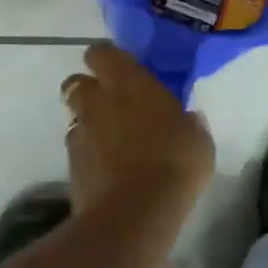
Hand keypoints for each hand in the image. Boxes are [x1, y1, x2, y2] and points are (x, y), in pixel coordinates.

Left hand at [60, 43, 214, 216]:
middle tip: (114, 104)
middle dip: (90, 89)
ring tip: (112, 140)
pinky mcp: (70, 165)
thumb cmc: (174, 161)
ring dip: (89, 122)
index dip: (108, 59)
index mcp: (127, 81)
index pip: (102, 53)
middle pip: (77, 82)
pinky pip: (77, 148)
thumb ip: (187, 122)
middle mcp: (97, 100)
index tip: (124, 70)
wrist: (135, 214)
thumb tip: (187, 120)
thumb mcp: (197, 138)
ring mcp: (80, 132)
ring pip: (75, 116)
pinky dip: (89, 153)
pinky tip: (109, 168)